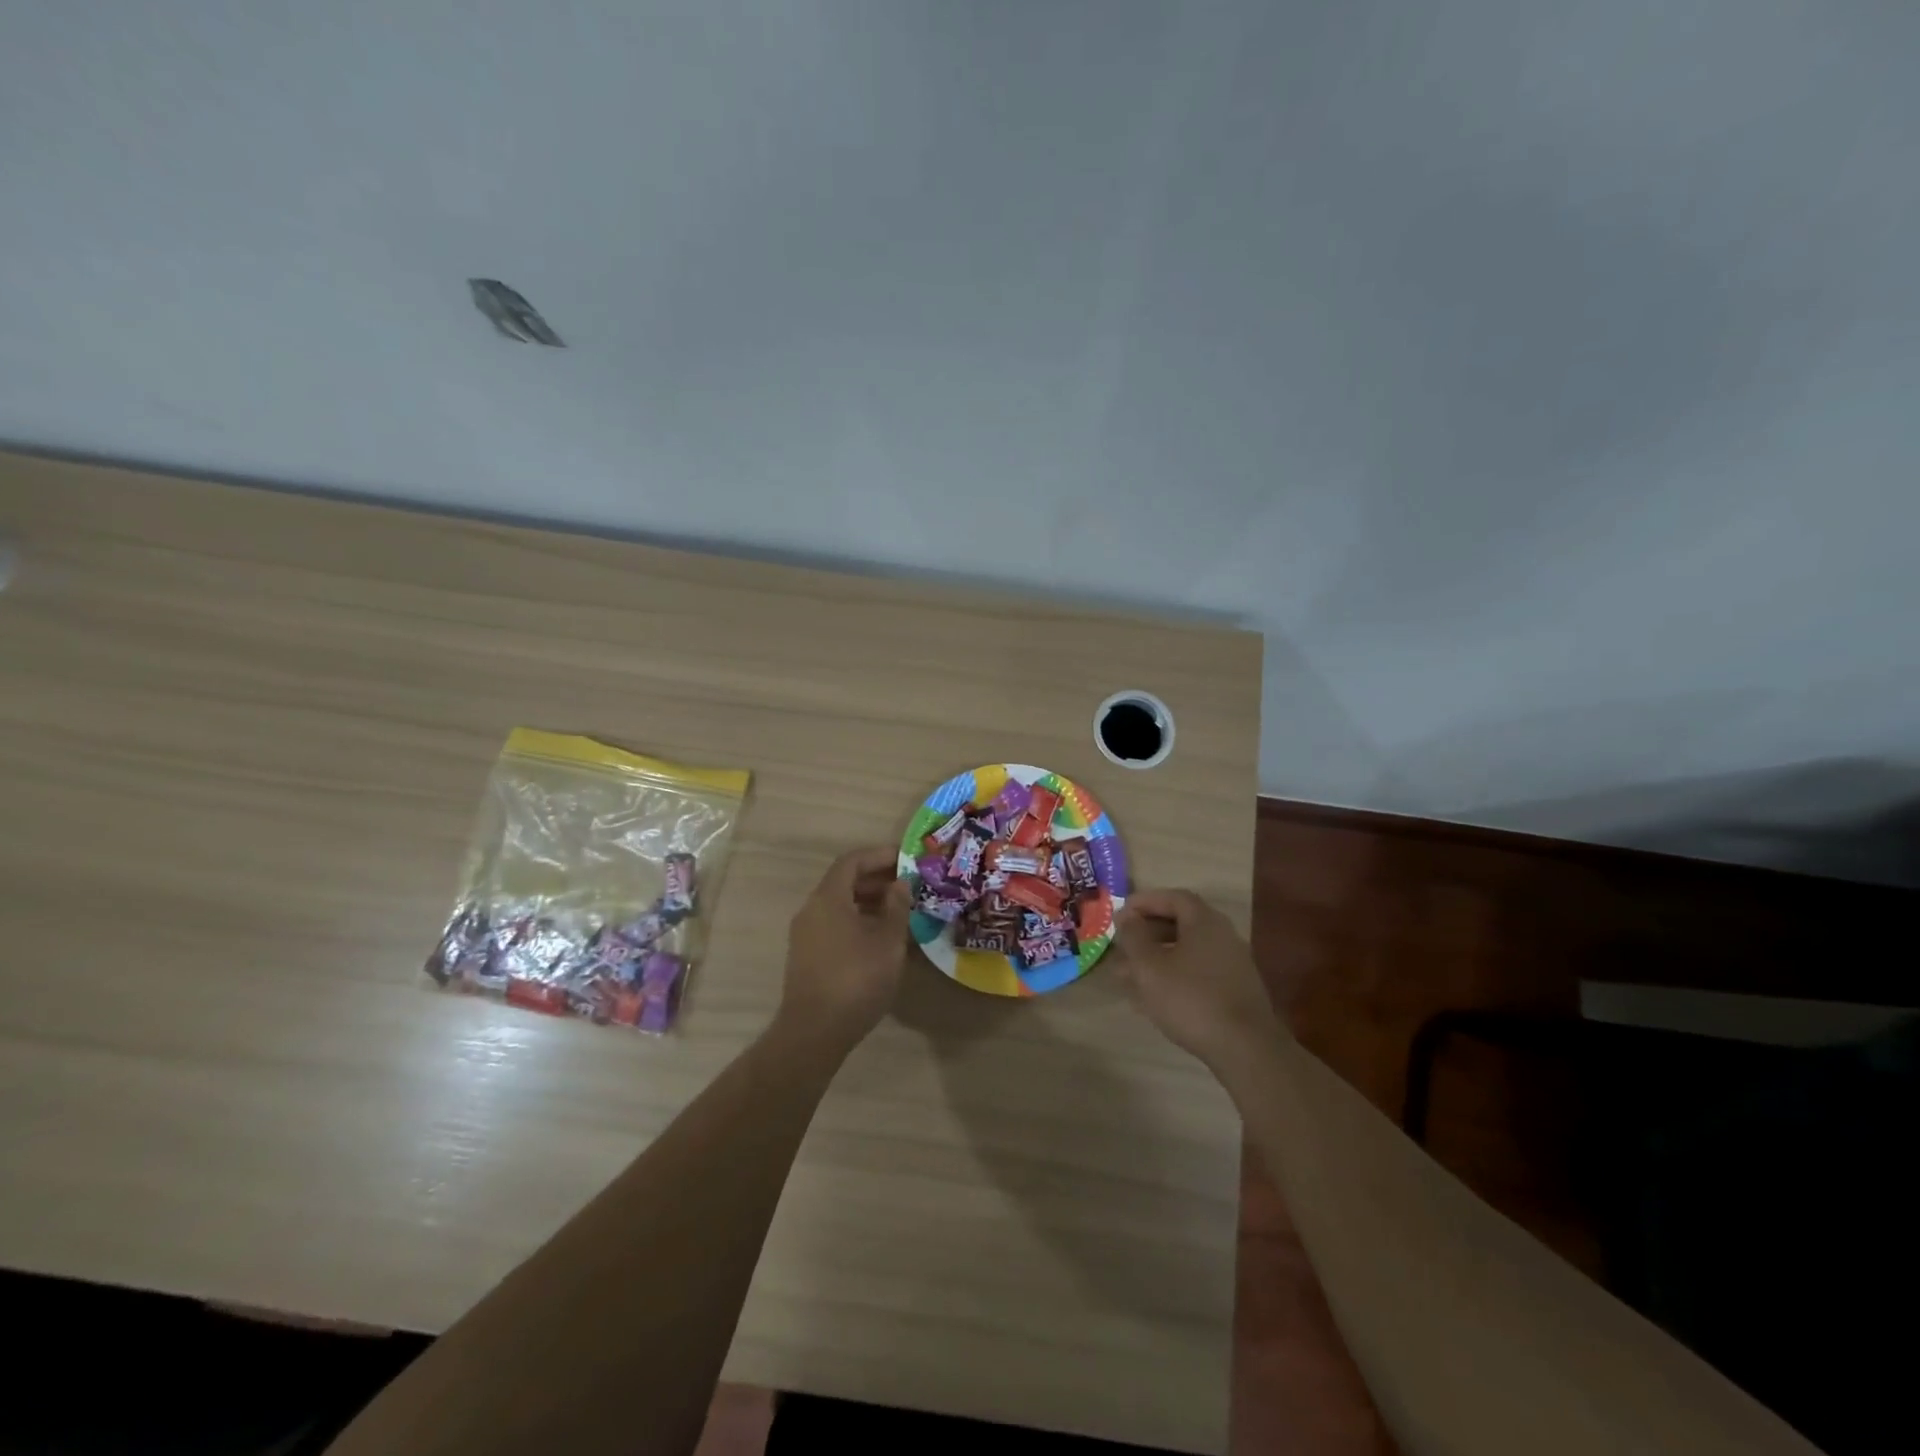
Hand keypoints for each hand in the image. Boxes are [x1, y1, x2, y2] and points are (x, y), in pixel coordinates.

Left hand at [777, 846, 913, 1056]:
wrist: (814, 1032)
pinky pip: (835, 925)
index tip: (906, 860)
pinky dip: (858, 922)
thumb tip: (899, 884)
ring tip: (901, 912)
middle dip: (877, 880)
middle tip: (909, 886)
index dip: (879, 856)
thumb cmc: (856, 979)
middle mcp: (812, 909)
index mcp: (828, 898)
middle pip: (844, 882)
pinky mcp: (807, 956)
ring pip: (840, 905)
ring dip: (869, 903)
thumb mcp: (887, 941)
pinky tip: (881, 939)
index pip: (852, 861)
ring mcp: (806, 934)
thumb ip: (896, 907)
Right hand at [1112, 889, 1281, 1072]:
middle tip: (1122, 945)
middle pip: (1181, 924)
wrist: (1245, 1049)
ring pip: (1186, 952)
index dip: (1145, 901)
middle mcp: (1222, 936)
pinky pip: (1197, 973)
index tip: (1121, 913)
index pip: (1173, 898)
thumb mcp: (1149, 966)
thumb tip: (1126, 915)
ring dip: (1156, 958)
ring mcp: (1232, 965)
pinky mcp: (1234, 992)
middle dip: (1147, 933)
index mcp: (1204, 922)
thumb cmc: (1190, 999)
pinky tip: (1152, 998)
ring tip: (1126, 975)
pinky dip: (1173, 976)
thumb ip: (1134, 936)